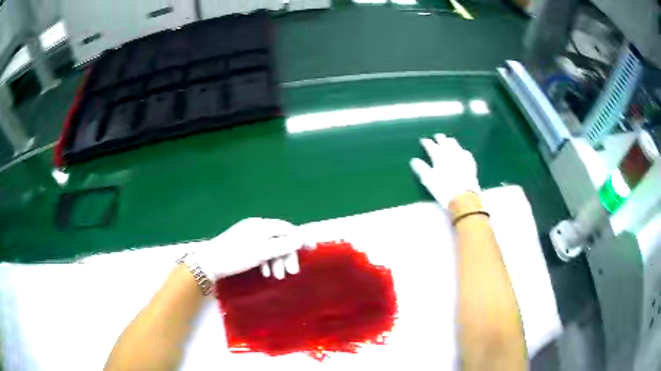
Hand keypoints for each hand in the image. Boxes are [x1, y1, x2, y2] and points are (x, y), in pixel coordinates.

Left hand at [193, 218, 303, 280]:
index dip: (300, 238)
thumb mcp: (261, 252)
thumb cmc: (236, 256)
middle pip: (279, 239)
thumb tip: (301, 238)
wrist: (209, 263)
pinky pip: (261, 251)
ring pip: (270, 247)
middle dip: (287, 256)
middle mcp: (256, 227)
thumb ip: (282, 245)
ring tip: (276, 277)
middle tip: (291, 273)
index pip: (287, 229)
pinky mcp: (243, 245)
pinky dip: (266, 261)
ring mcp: (249, 235)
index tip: (311, 249)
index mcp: (261, 225)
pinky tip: (265, 273)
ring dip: (276, 261)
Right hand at [410, 134, 479, 208]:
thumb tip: (414, 160)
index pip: (430, 145)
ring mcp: (461, 156)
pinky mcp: (470, 163)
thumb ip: (421, 168)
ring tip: (448, 141)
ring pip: (455, 144)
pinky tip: (462, 152)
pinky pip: (465, 153)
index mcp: (438, 155)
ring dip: (450, 141)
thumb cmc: (443, 189)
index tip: (423, 140)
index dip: (426, 142)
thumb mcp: (428, 180)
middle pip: (444, 141)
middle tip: (436, 137)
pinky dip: (461, 150)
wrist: (464, 197)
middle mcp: (450, 152)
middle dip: (439, 138)